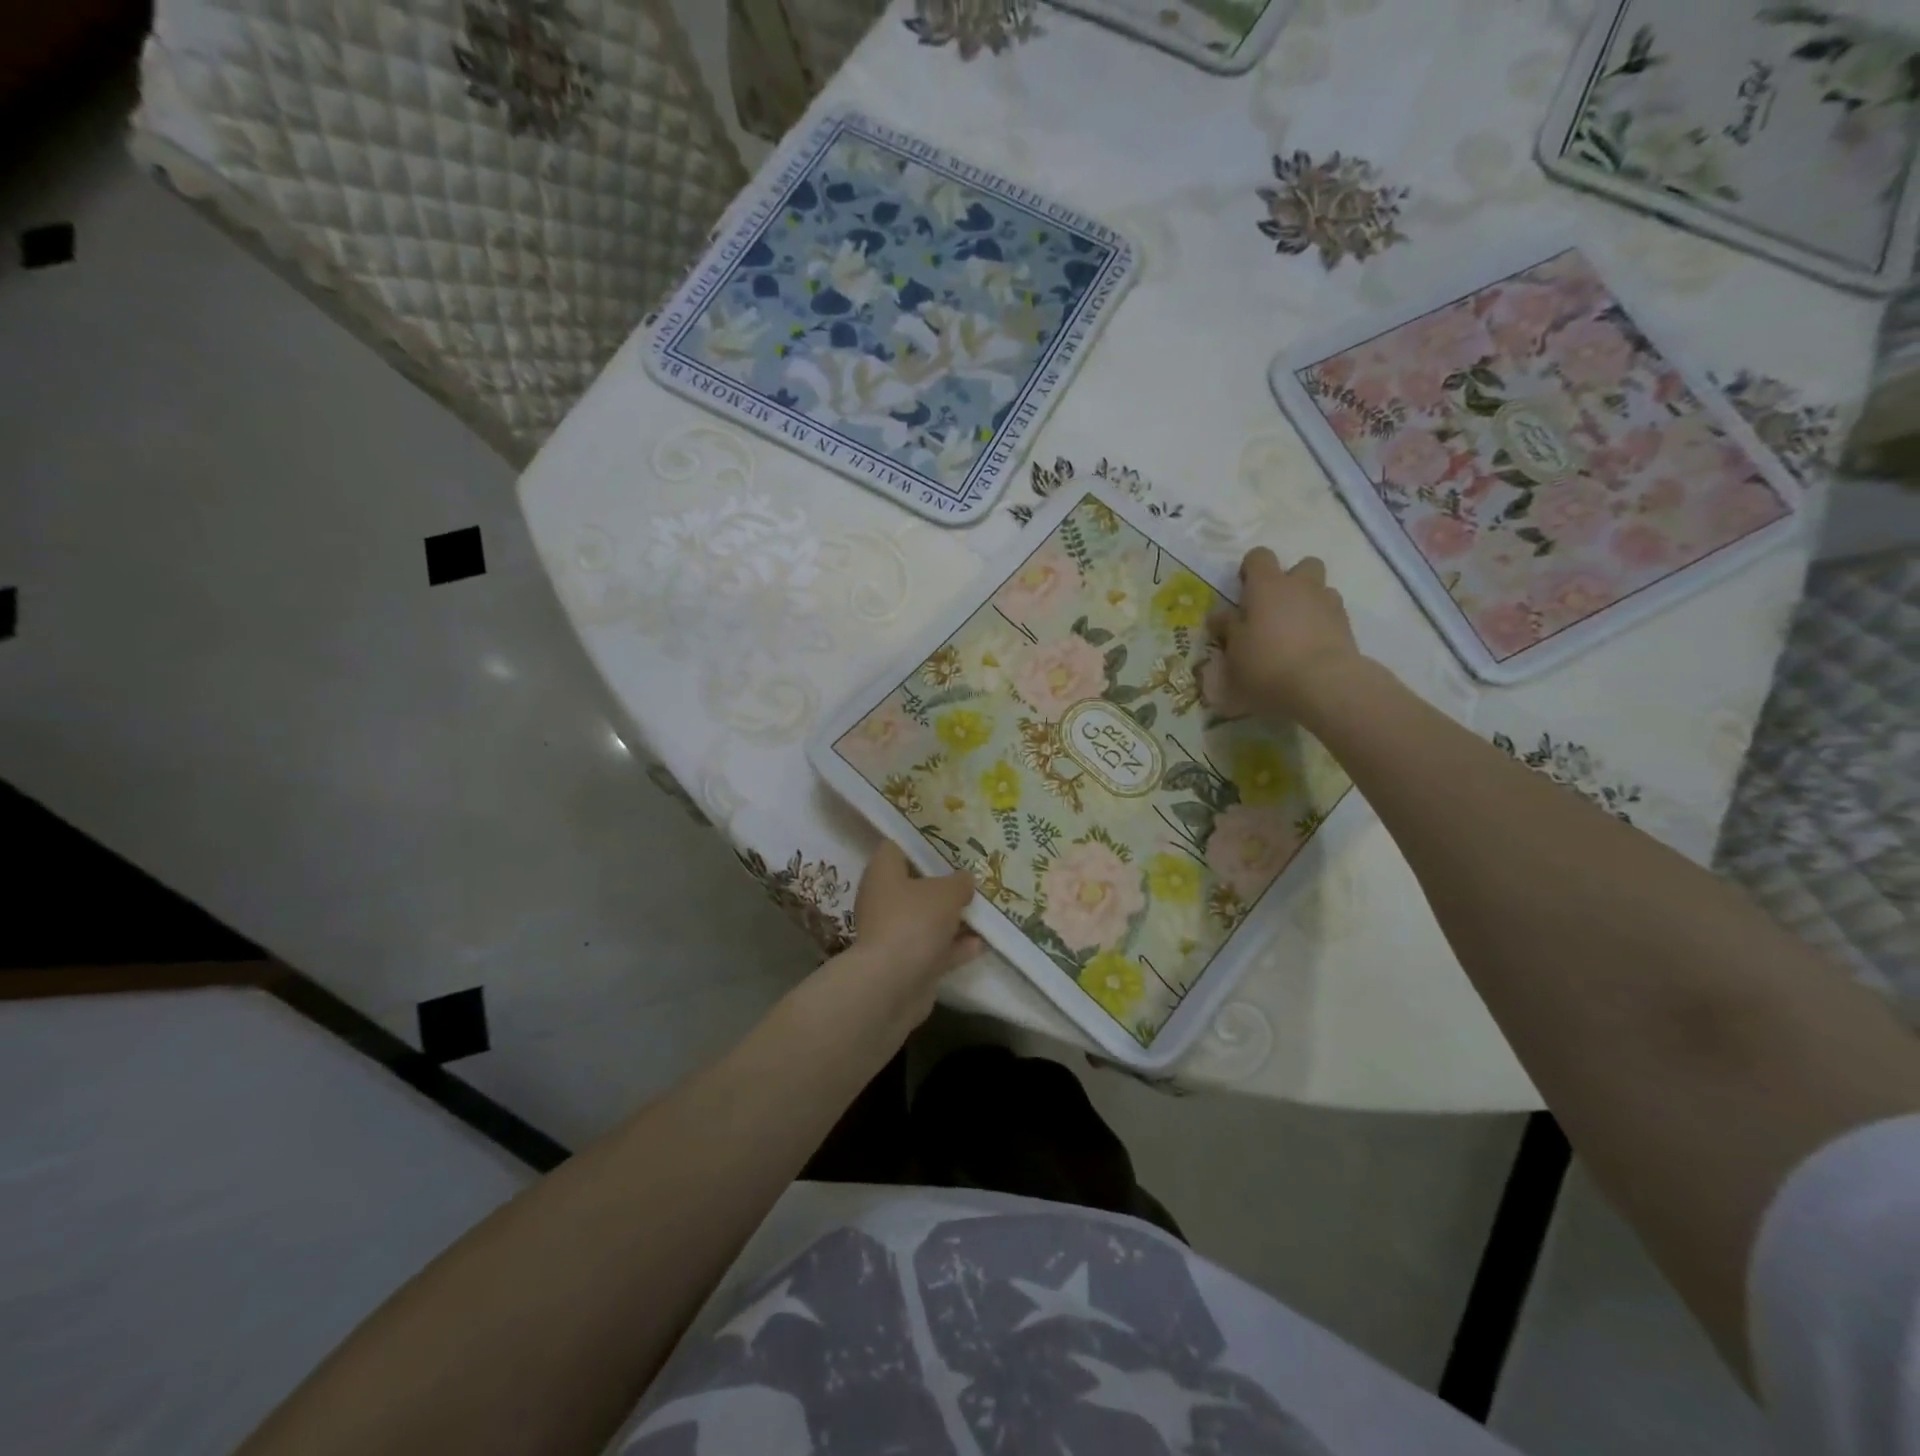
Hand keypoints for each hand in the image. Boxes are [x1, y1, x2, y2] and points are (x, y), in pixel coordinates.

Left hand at [851, 841, 982, 989]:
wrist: (891, 985)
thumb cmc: (914, 922)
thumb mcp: (947, 893)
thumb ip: (959, 882)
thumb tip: (965, 880)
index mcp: (883, 873)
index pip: (897, 846)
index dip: (922, 842)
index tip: (950, 842)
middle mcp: (883, 900)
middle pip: (915, 884)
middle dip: (944, 883)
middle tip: (973, 875)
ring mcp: (893, 933)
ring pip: (927, 918)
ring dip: (952, 917)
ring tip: (984, 909)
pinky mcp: (905, 963)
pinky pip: (934, 948)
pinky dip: (954, 946)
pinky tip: (981, 943)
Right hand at [1202, 549, 1361, 720]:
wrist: (1323, 685)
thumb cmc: (1266, 663)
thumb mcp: (1233, 650)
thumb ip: (1227, 628)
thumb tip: (1219, 615)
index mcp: (1268, 585)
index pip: (1259, 556)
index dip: (1250, 569)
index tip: (1243, 593)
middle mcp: (1301, 586)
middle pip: (1303, 565)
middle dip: (1291, 581)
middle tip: (1274, 609)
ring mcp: (1329, 604)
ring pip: (1321, 590)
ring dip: (1309, 603)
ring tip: (1295, 632)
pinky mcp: (1347, 626)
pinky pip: (1333, 615)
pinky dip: (1322, 625)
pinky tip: (1311, 649)